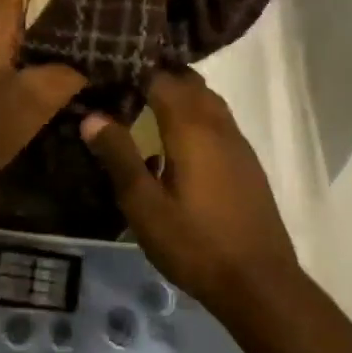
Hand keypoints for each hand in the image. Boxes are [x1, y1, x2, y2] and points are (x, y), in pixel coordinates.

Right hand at [80, 68, 300, 309]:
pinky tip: (178, 142)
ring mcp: (238, 143)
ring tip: (147, 107)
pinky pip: (218, 121)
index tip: (107, 71)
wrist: (259, 282)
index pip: (161, 79)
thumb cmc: (195, 244)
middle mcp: (218, 125)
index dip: (134, 70)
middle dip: (158, 76)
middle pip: (189, 83)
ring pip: (208, 100)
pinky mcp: (247, 163)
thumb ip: (119, 157)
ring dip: (180, 94)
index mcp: (191, 128)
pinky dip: (196, 115)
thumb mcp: (145, 206)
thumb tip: (92, 116)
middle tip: (124, 84)